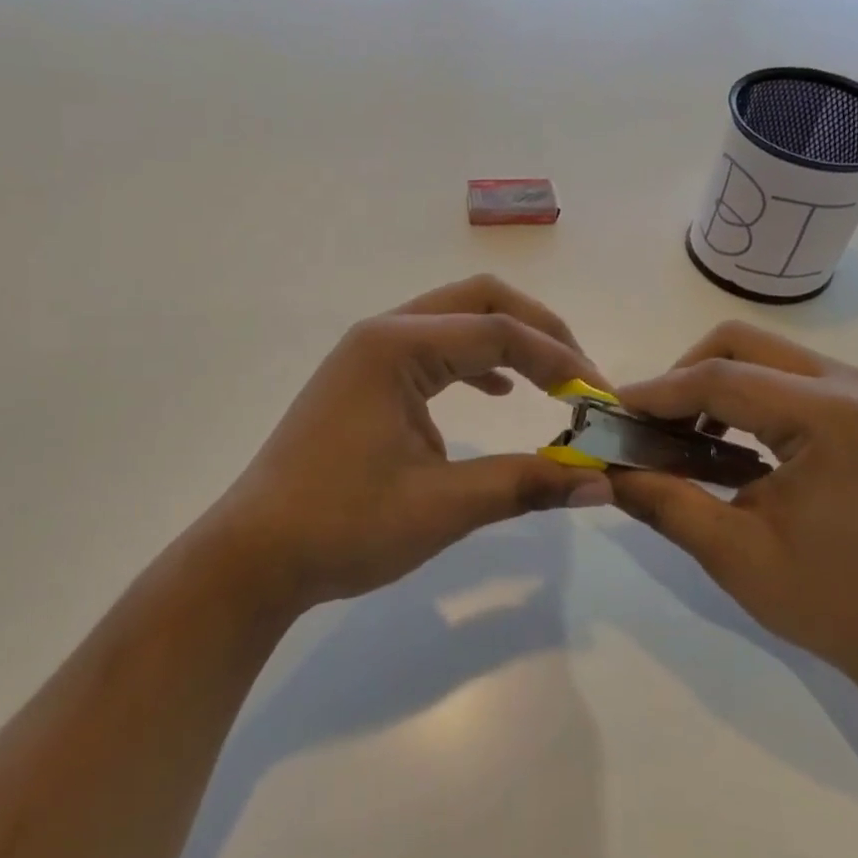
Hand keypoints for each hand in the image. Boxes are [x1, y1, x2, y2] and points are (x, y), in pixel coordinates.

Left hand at [203, 276, 615, 614]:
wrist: (253, 555)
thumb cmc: (343, 526)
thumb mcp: (442, 506)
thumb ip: (525, 484)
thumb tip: (603, 483)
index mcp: (397, 346)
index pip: (499, 332)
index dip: (559, 361)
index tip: (600, 400)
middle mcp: (383, 333)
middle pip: (479, 301)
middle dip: (538, 331)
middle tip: (580, 377)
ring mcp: (369, 354)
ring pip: (455, 321)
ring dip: (508, 344)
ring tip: (553, 383)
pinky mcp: (365, 381)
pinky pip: (433, 352)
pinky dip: (475, 364)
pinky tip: (499, 395)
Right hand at [609, 322, 857, 697]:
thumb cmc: (831, 600)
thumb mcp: (733, 554)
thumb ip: (663, 500)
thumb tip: (603, 470)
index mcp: (826, 416)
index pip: (718, 378)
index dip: (655, 393)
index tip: (608, 414)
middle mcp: (846, 385)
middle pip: (737, 344)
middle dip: (681, 377)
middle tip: (647, 427)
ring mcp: (855, 392)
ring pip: (756, 354)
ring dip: (707, 385)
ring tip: (675, 438)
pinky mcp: (854, 408)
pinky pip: (777, 376)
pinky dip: (736, 398)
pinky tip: (716, 444)